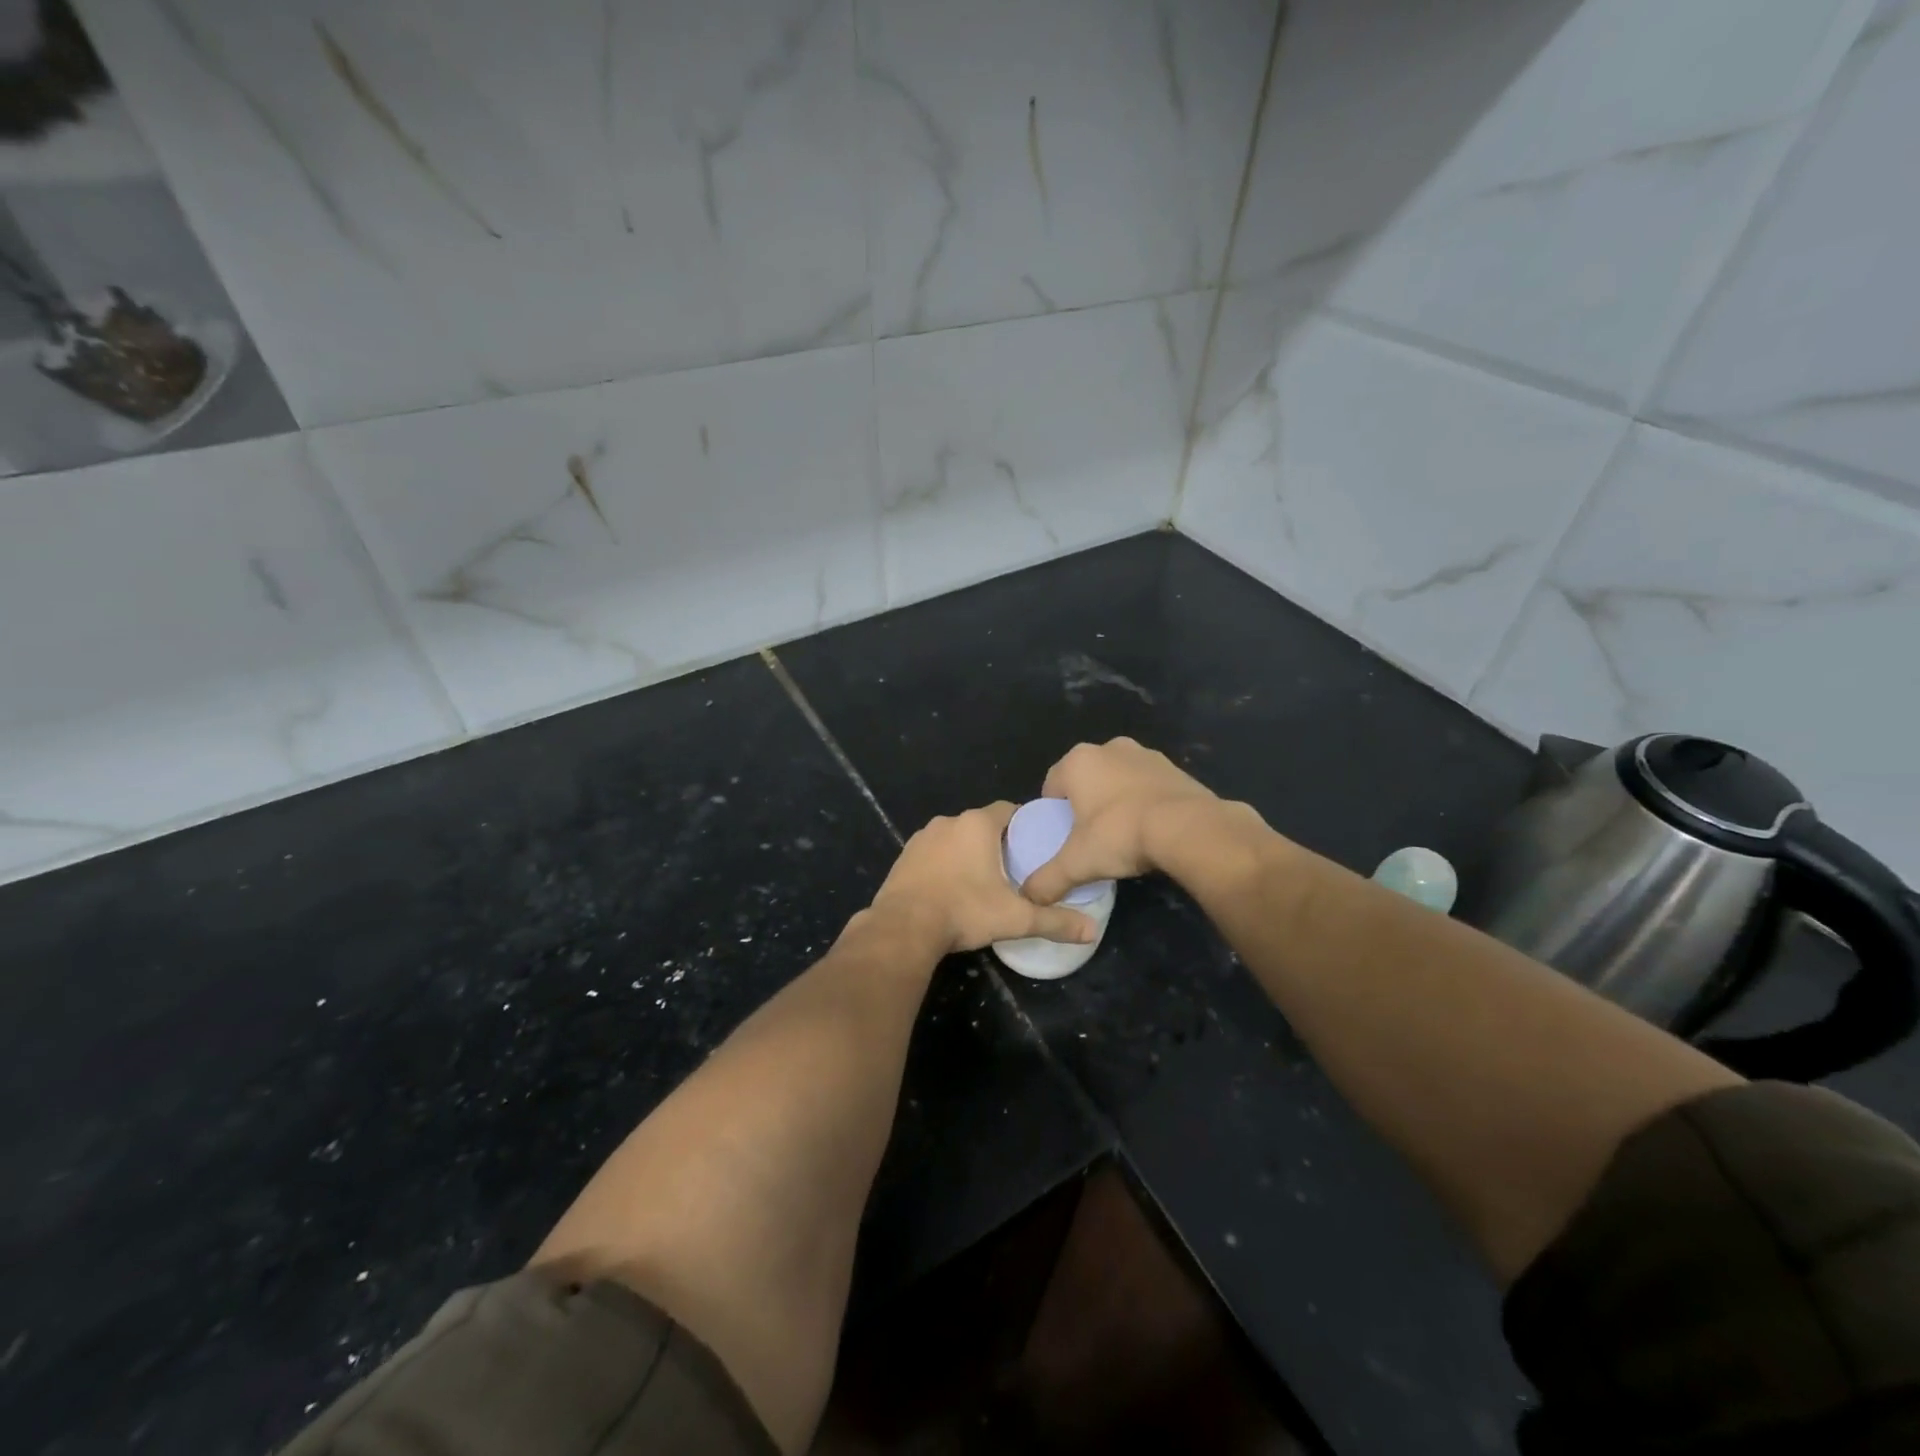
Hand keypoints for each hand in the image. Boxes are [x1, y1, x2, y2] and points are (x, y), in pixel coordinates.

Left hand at [871, 803, 1096, 955]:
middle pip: (982, 824)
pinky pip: (933, 853)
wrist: (903, 927)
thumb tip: (1092, 932)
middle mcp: (948, 822)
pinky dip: (945, 864)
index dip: (1024, 825)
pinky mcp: (904, 856)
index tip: (1034, 846)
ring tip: (983, 880)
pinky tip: (951, 888)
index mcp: (977, 825)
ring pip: (955, 838)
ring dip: (968, 852)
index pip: (1009, 811)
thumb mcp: (1015, 918)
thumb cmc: (964, 911)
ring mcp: (922, 837)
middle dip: (997, 842)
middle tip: (1014, 868)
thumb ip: (1054, 921)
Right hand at [1020, 738, 1219, 904]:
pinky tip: (1151, 829)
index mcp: (1078, 761)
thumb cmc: (1120, 835)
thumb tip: (1029, 897)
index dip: (1053, 812)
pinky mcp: (1175, 767)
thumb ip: (1048, 879)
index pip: (1052, 784)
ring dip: (1117, 800)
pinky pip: (1148, 784)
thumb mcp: (1077, 863)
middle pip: (1086, 779)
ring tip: (1123, 835)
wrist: (1188, 828)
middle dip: (1086, 803)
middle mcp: (1109, 748)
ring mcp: (1145, 754)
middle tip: (1090, 837)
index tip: (1062, 836)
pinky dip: (1145, 801)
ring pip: (1119, 779)